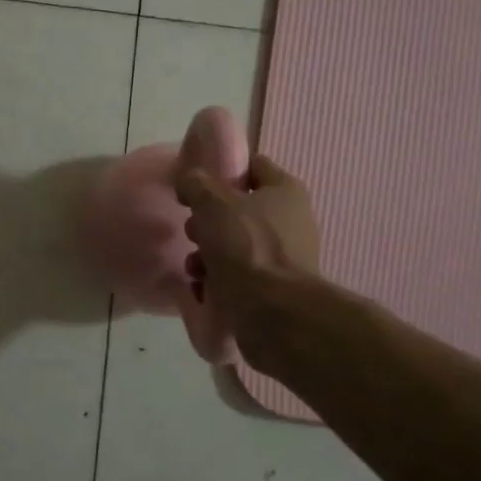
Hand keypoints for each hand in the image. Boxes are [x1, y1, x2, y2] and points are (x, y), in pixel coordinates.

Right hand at [176, 154, 320, 331]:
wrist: (273, 313)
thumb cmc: (245, 246)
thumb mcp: (212, 203)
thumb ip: (195, 183)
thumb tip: (189, 179)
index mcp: (285, 191)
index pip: (252, 166)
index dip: (222, 170)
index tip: (195, 184)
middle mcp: (291, 221)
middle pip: (238, 209)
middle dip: (208, 221)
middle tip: (192, 231)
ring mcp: (285, 258)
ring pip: (235, 244)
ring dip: (207, 254)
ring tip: (194, 267)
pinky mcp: (275, 289)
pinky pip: (239, 275)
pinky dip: (218, 279)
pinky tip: (203, 288)